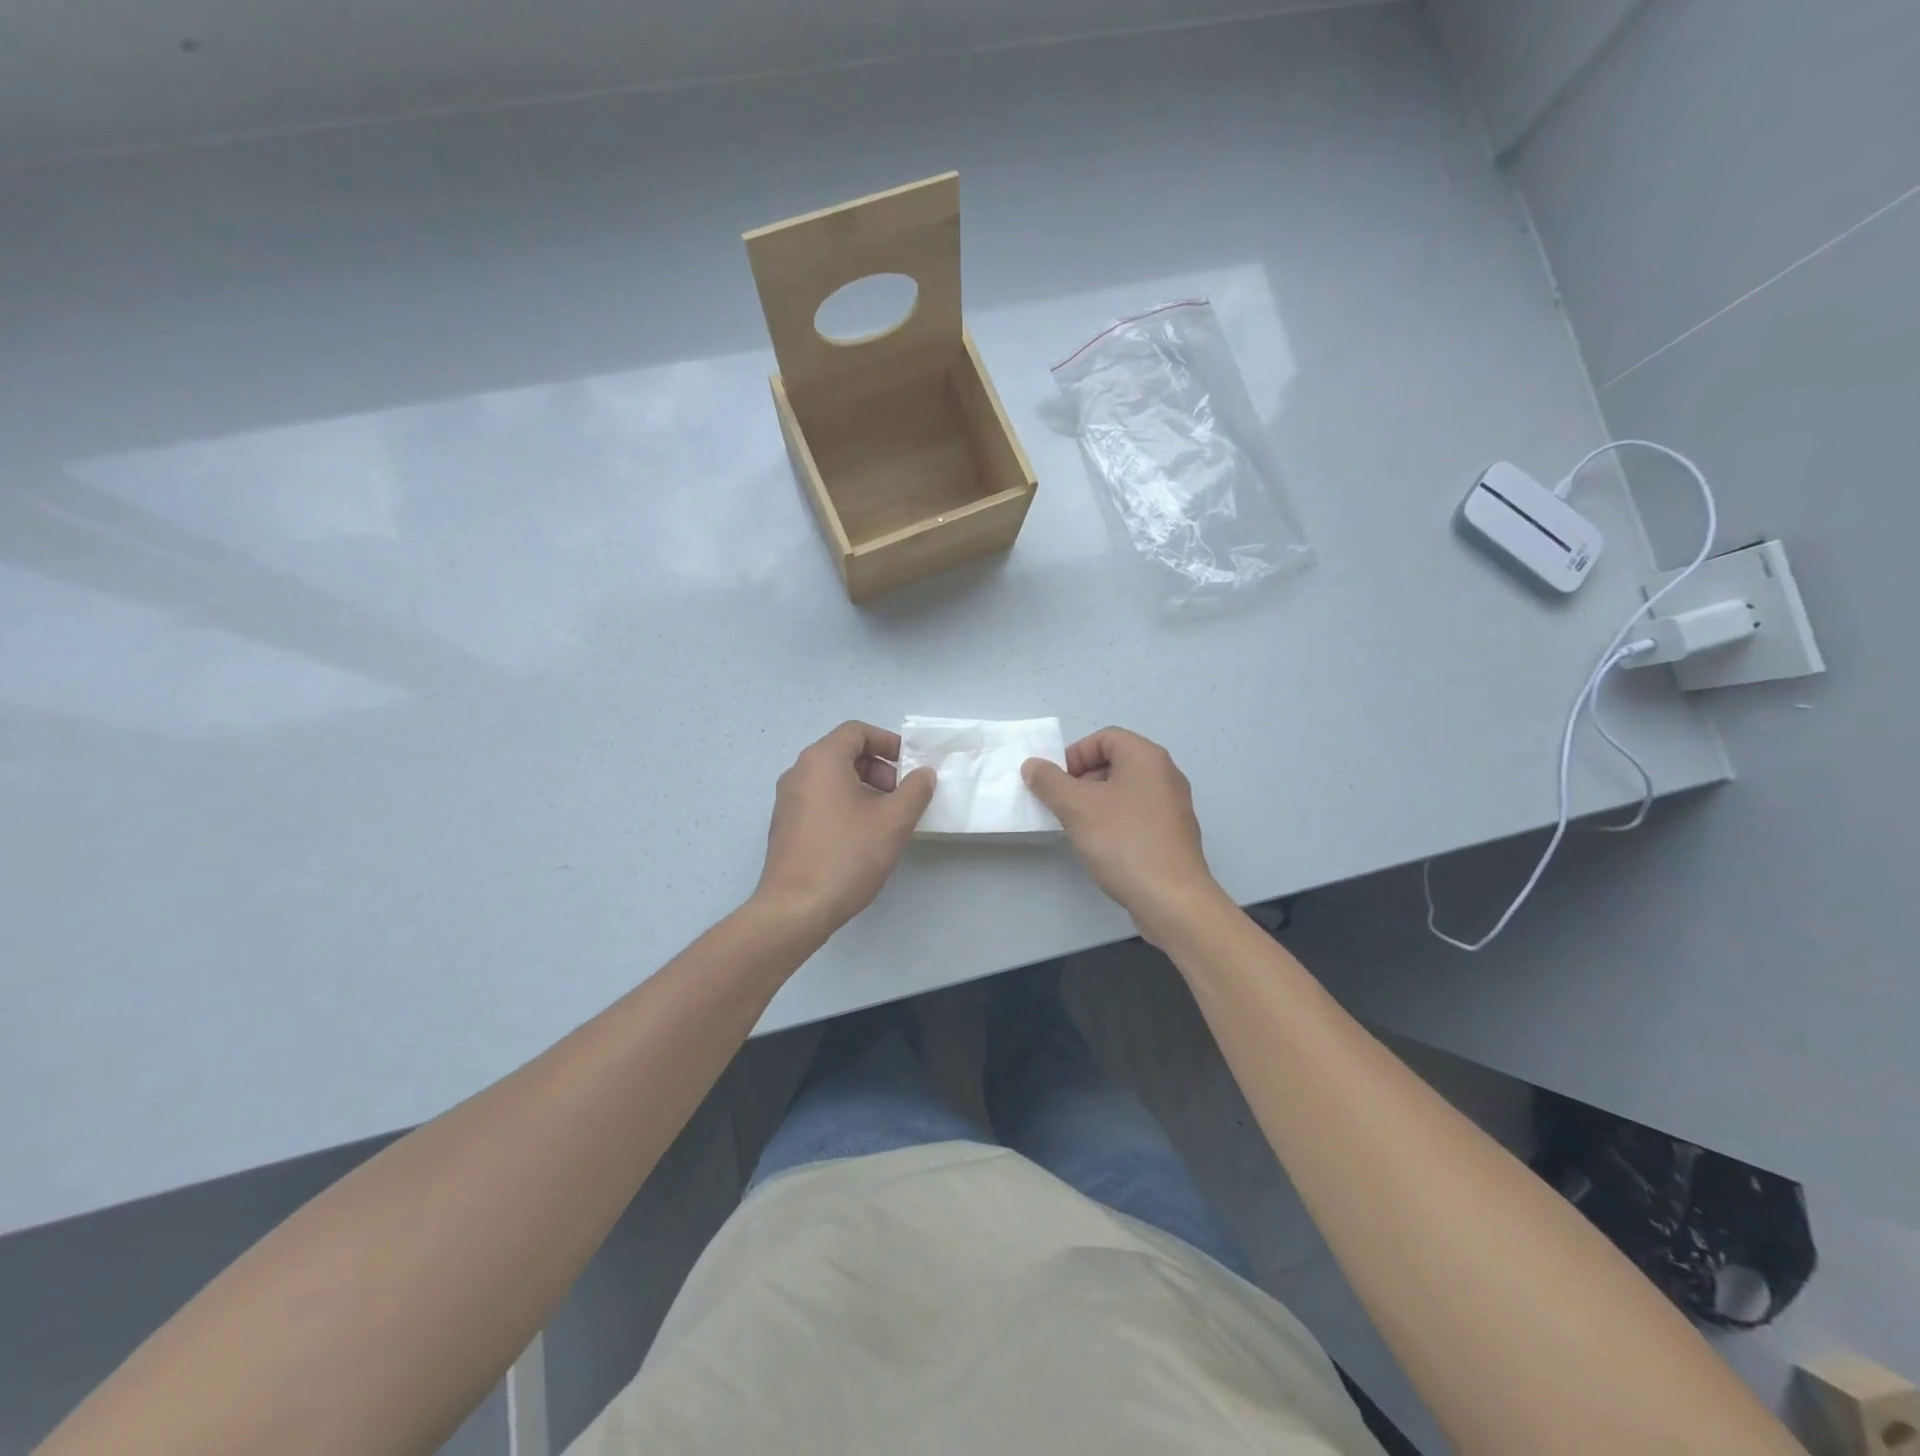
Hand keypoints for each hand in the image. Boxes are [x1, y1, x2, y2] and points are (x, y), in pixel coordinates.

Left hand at [754, 721, 935, 937]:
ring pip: (832, 779)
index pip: (857, 731)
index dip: (888, 742)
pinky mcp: (785, 826)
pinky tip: (862, 837)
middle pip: (844, 753)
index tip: (910, 766)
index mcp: (821, 760)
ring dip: (864, 789)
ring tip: (886, 819)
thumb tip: (924, 773)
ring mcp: (787, 800)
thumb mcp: (893, 821)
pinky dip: (844, 805)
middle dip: (878, 768)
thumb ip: (915, 790)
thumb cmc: (847, 856)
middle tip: (901, 796)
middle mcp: (799, 772)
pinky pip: (820, 800)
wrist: (796, 908)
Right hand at [1023, 728, 1226, 945]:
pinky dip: (1115, 822)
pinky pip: (1137, 815)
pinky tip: (1103, 847)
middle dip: (1082, 780)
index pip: (1105, 737)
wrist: (1172, 898)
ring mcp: (1173, 806)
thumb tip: (1033, 765)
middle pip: (1115, 762)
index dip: (1075, 754)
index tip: (1056, 783)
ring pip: (1125, 791)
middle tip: (1063, 806)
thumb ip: (1049, 782)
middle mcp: (1165, 774)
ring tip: (1079, 829)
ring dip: (1096, 803)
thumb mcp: (1076, 807)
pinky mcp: (1174, 834)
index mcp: (1146, 757)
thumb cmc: (1123, 841)